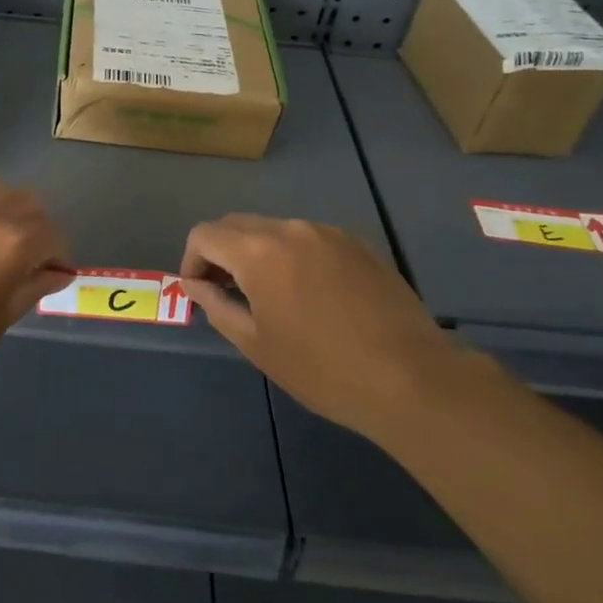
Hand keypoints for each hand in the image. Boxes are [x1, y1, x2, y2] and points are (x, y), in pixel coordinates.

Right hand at [181, 215, 459, 438]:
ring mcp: (329, 233)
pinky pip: (310, 240)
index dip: (192, 260)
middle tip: (226, 292)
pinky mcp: (359, 245)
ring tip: (270, 295)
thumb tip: (195, 285)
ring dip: (258, 253)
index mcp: (258, 252)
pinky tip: (311, 295)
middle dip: (222, 253)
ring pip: (275, 230)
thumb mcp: (256, 343)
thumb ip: (216, 305)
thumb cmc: (322, 368)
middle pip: (237, 225)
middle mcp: (291, 229)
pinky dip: (294, 256)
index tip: (199, 291)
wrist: (411, 377)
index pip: (205, 234)